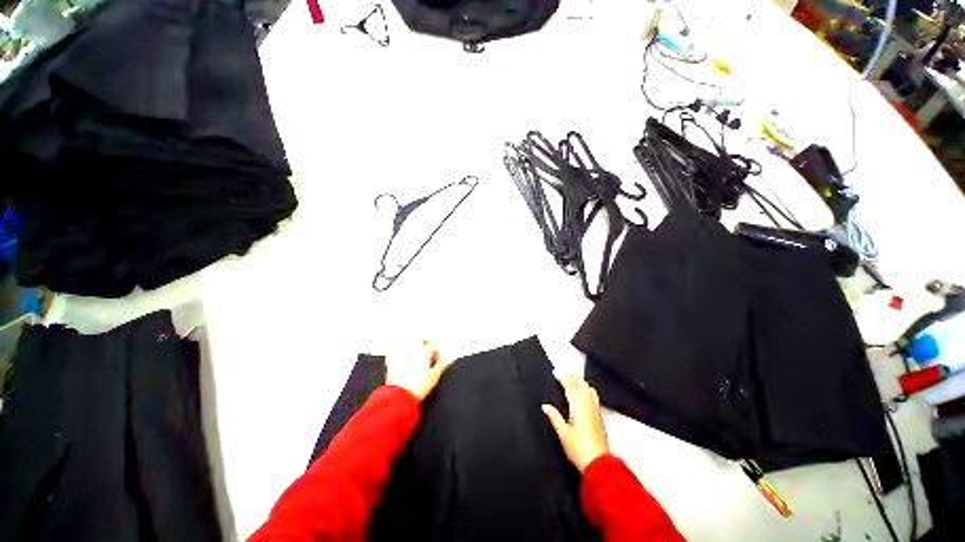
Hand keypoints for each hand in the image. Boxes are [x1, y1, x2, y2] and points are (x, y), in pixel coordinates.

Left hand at [385, 340, 452, 400]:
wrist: (399, 397)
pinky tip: (403, 354)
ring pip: (407, 341)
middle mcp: (412, 349)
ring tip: (416, 350)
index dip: (436, 352)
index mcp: (424, 352)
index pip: (433, 346)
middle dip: (425, 342)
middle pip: (419, 338)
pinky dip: (400, 349)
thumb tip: (449, 359)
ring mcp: (401, 353)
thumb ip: (442, 365)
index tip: (437, 359)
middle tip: (428, 351)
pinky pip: (395, 349)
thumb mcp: (434, 377)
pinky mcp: (391, 360)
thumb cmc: (417, 387)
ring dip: (413, 342)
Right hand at [542, 371, 609, 472]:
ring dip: (581, 382)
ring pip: (590, 389)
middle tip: (564, 371)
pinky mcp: (600, 417)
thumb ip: (554, 417)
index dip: (563, 377)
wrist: (599, 464)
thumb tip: (545, 405)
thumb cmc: (578, 449)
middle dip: (573, 376)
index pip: (570, 387)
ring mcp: (596, 410)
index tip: (555, 371)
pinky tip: (584, 394)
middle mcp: (588, 405)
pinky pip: (594, 396)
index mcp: (578, 407)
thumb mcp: (563, 433)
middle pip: (582, 384)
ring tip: (573, 379)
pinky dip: (587, 389)